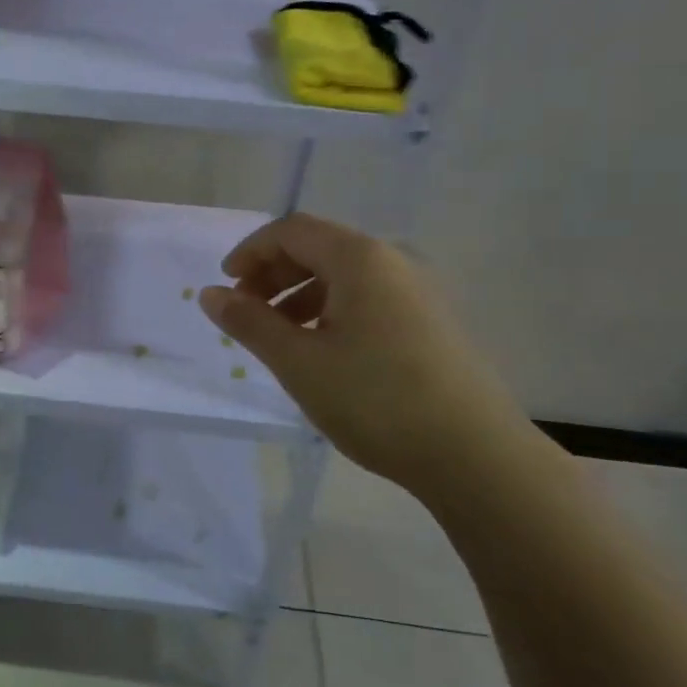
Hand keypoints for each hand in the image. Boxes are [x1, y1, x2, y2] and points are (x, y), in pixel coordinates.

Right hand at [198, 213, 538, 497]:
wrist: (476, 456)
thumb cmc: (376, 400)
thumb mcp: (299, 361)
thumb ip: (250, 322)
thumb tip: (211, 294)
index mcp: (360, 258)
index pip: (292, 230)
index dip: (251, 252)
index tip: (226, 287)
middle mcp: (393, 261)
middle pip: (319, 247)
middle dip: (274, 273)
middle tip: (247, 312)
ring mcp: (419, 291)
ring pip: (344, 275)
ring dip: (301, 294)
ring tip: (280, 336)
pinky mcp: (432, 322)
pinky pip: (369, 298)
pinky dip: (333, 311)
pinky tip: (324, 351)